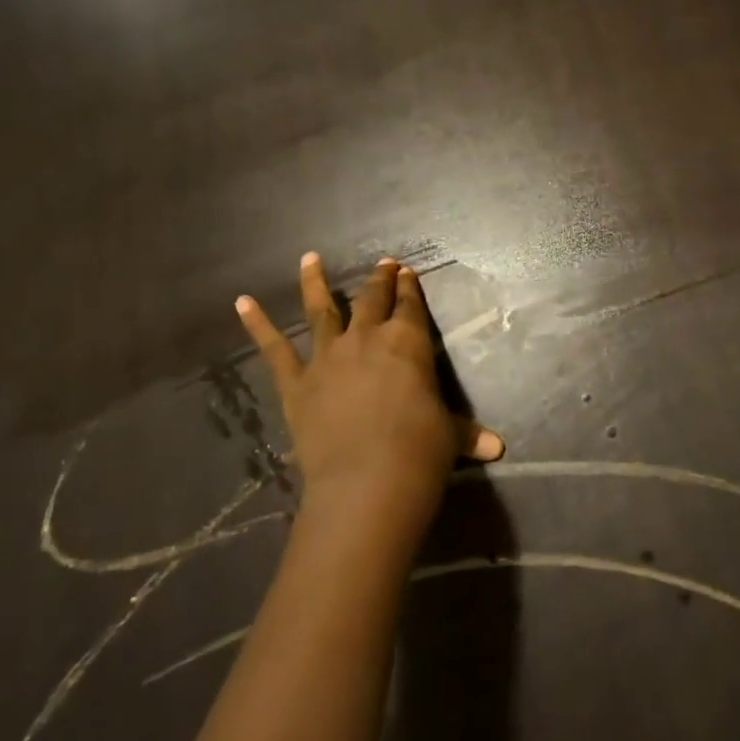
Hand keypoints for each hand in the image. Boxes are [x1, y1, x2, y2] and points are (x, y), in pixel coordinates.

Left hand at [236, 254, 502, 549]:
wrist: (368, 481)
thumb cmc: (421, 452)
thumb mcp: (450, 438)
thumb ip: (468, 435)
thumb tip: (498, 448)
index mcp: (408, 343)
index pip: (410, 306)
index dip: (409, 288)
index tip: (407, 272)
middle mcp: (367, 339)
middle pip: (371, 300)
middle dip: (379, 281)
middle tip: (382, 264)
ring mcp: (328, 357)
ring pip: (320, 310)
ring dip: (315, 283)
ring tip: (310, 258)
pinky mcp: (297, 383)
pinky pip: (273, 350)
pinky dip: (256, 325)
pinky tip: (241, 303)